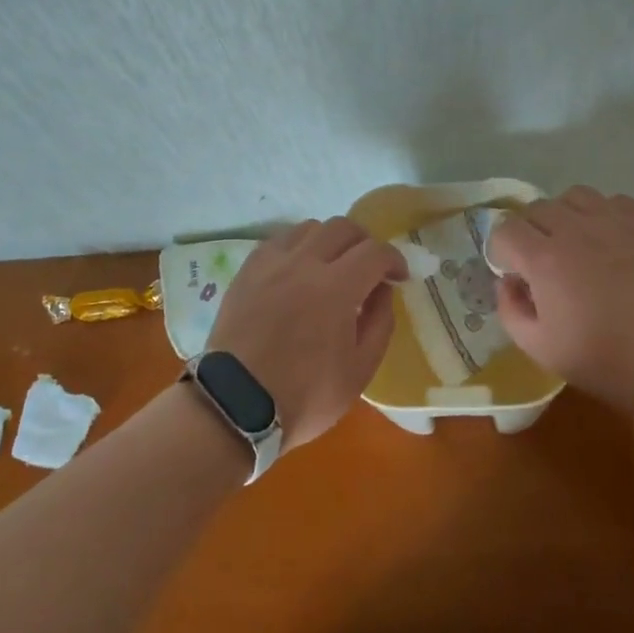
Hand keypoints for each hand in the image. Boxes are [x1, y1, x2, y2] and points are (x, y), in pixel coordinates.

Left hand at [205, 218, 408, 449]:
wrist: (235, 405)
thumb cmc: (304, 395)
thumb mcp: (359, 371)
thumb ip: (379, 323)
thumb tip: (382, 290)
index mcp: (336, 287)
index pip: (375, 252)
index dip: (394, 259)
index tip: (398, 276)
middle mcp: (304, 262)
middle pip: (343, 227)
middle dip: (364, 243)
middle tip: (368, 268)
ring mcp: (271, 263)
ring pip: (309, 228)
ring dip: (330, 241)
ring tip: (332, 267)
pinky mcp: (247, 270)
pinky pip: (279, 240)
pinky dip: (298, 247)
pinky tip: (298, 270)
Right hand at [487, 187, 633, 414]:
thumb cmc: (607, 360)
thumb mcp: (541, 349)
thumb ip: (511, 311)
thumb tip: (508, 284)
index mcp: (545, 259)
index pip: (505, 230)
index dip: (504, 252)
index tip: (517, 275)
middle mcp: (575, 229)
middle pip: (537, 209)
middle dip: (531, 232)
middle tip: (545, 264)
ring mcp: (614, 221)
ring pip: (574, 196)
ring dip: (566, 215)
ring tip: (578, 244)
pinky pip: (614, 201)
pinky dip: (604, 214)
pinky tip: (612, 242)